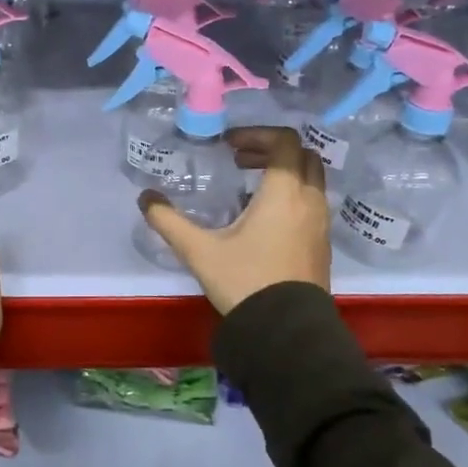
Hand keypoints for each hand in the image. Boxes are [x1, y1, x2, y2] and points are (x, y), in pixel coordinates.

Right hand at [138, 126, 330, 312]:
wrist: (286, 331)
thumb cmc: (244, 281)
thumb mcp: (199, 250)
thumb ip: (168, 220)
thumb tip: (145, 198)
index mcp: (284, 193)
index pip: (285, 141)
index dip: (257, 134)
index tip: (230, 146)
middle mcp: (309, 201)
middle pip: (303, 156)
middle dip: (272, 150)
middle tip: (240, 160)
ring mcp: (321, 223)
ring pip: (311, 180)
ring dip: (284, 172)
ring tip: (249, 188)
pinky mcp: (322, 244)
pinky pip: (312, 203)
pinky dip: (292, 195)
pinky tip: (264, 218)